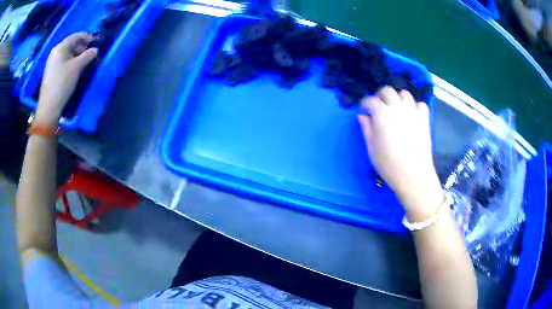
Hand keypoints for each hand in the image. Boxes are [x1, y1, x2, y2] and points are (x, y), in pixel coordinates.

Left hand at [36, 32, 97, 125]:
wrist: (49, 107)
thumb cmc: (62, 83)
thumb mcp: (77, 67)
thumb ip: (87, 56)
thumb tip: (95, 50)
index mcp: (60, 48)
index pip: (75, 36)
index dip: (86, 37)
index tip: (95, 41)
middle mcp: (55, 53)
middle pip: (71, 45)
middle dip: (81, 47)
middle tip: (90, 53)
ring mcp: (51, 63)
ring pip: (67, 54)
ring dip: (76, 55)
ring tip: (84, 62)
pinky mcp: (51, 73)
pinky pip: (63, 62)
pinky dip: (70, 62)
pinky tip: (75, 69)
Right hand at [358, 87, 442, 219]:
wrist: (413, 174)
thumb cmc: (388, 164)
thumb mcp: (371, 147)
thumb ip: (366, 128)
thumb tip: (363, 116)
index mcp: (382, 114)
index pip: (370, 100)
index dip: (365, 104)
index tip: (364, 110)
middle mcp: (397, 107)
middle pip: (387, 90)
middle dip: (380, 96)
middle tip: (379, 107)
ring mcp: (413, 111)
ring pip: (404, 93)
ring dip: (398, 98)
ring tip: (396, 109)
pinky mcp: (424, 118)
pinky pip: (420, 104)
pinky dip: (415, 106)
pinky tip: (412, 115)